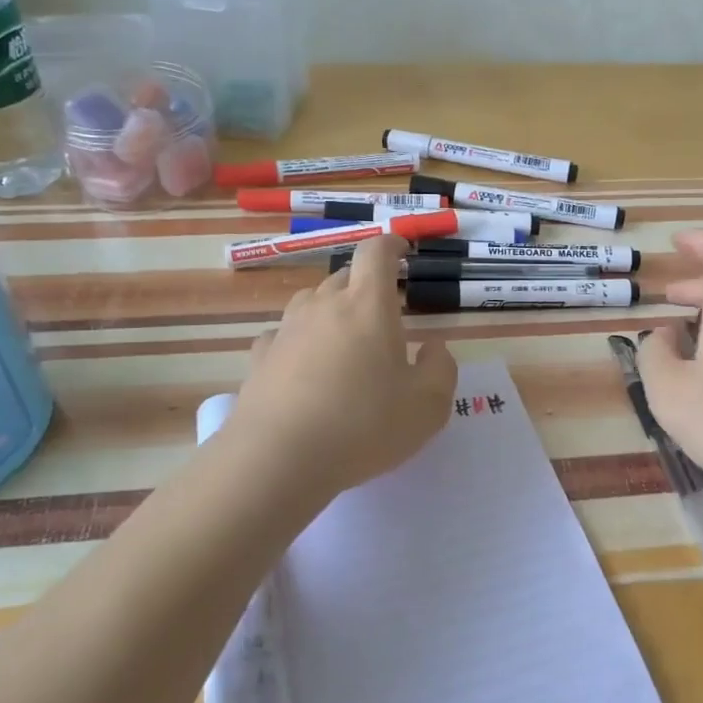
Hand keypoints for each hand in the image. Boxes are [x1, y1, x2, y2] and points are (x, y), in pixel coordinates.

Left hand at [225, 237, 456, 500]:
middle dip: (366, 284)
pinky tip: (304, 365)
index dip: (391, 244)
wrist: (278, 458)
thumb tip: (433, 348)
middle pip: (344, 276)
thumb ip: (441, 369)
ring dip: (331, 309)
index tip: (402, 250)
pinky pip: (284, 335)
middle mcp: (324, 306)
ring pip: (312, 302)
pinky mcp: (261, 358)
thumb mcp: (427, 406)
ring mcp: (287, 330)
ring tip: (345, 339)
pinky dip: (299, 340)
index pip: (376, 252)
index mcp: (368, 305)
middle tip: (383, 313)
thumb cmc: (363, 426)